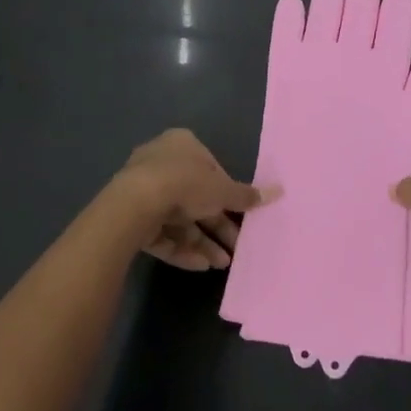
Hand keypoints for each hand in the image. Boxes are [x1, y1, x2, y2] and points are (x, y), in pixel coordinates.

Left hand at [118, 129, 271, 271]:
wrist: (135, 204)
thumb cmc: (185, 184)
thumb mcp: (223, 190)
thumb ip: (247, 195)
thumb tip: (280, 191)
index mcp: (183, 145)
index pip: (211, 169)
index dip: (228, 194)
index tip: (242, 215)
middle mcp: (161, 162)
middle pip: (196, 197)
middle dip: (217, 225)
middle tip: (236, 247)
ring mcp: (143, 190)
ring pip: (179, 219)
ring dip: (202, 242)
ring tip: (222, 264)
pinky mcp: (131, 217)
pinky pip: (161, 233)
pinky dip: (181, 248)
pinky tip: (200, 266)